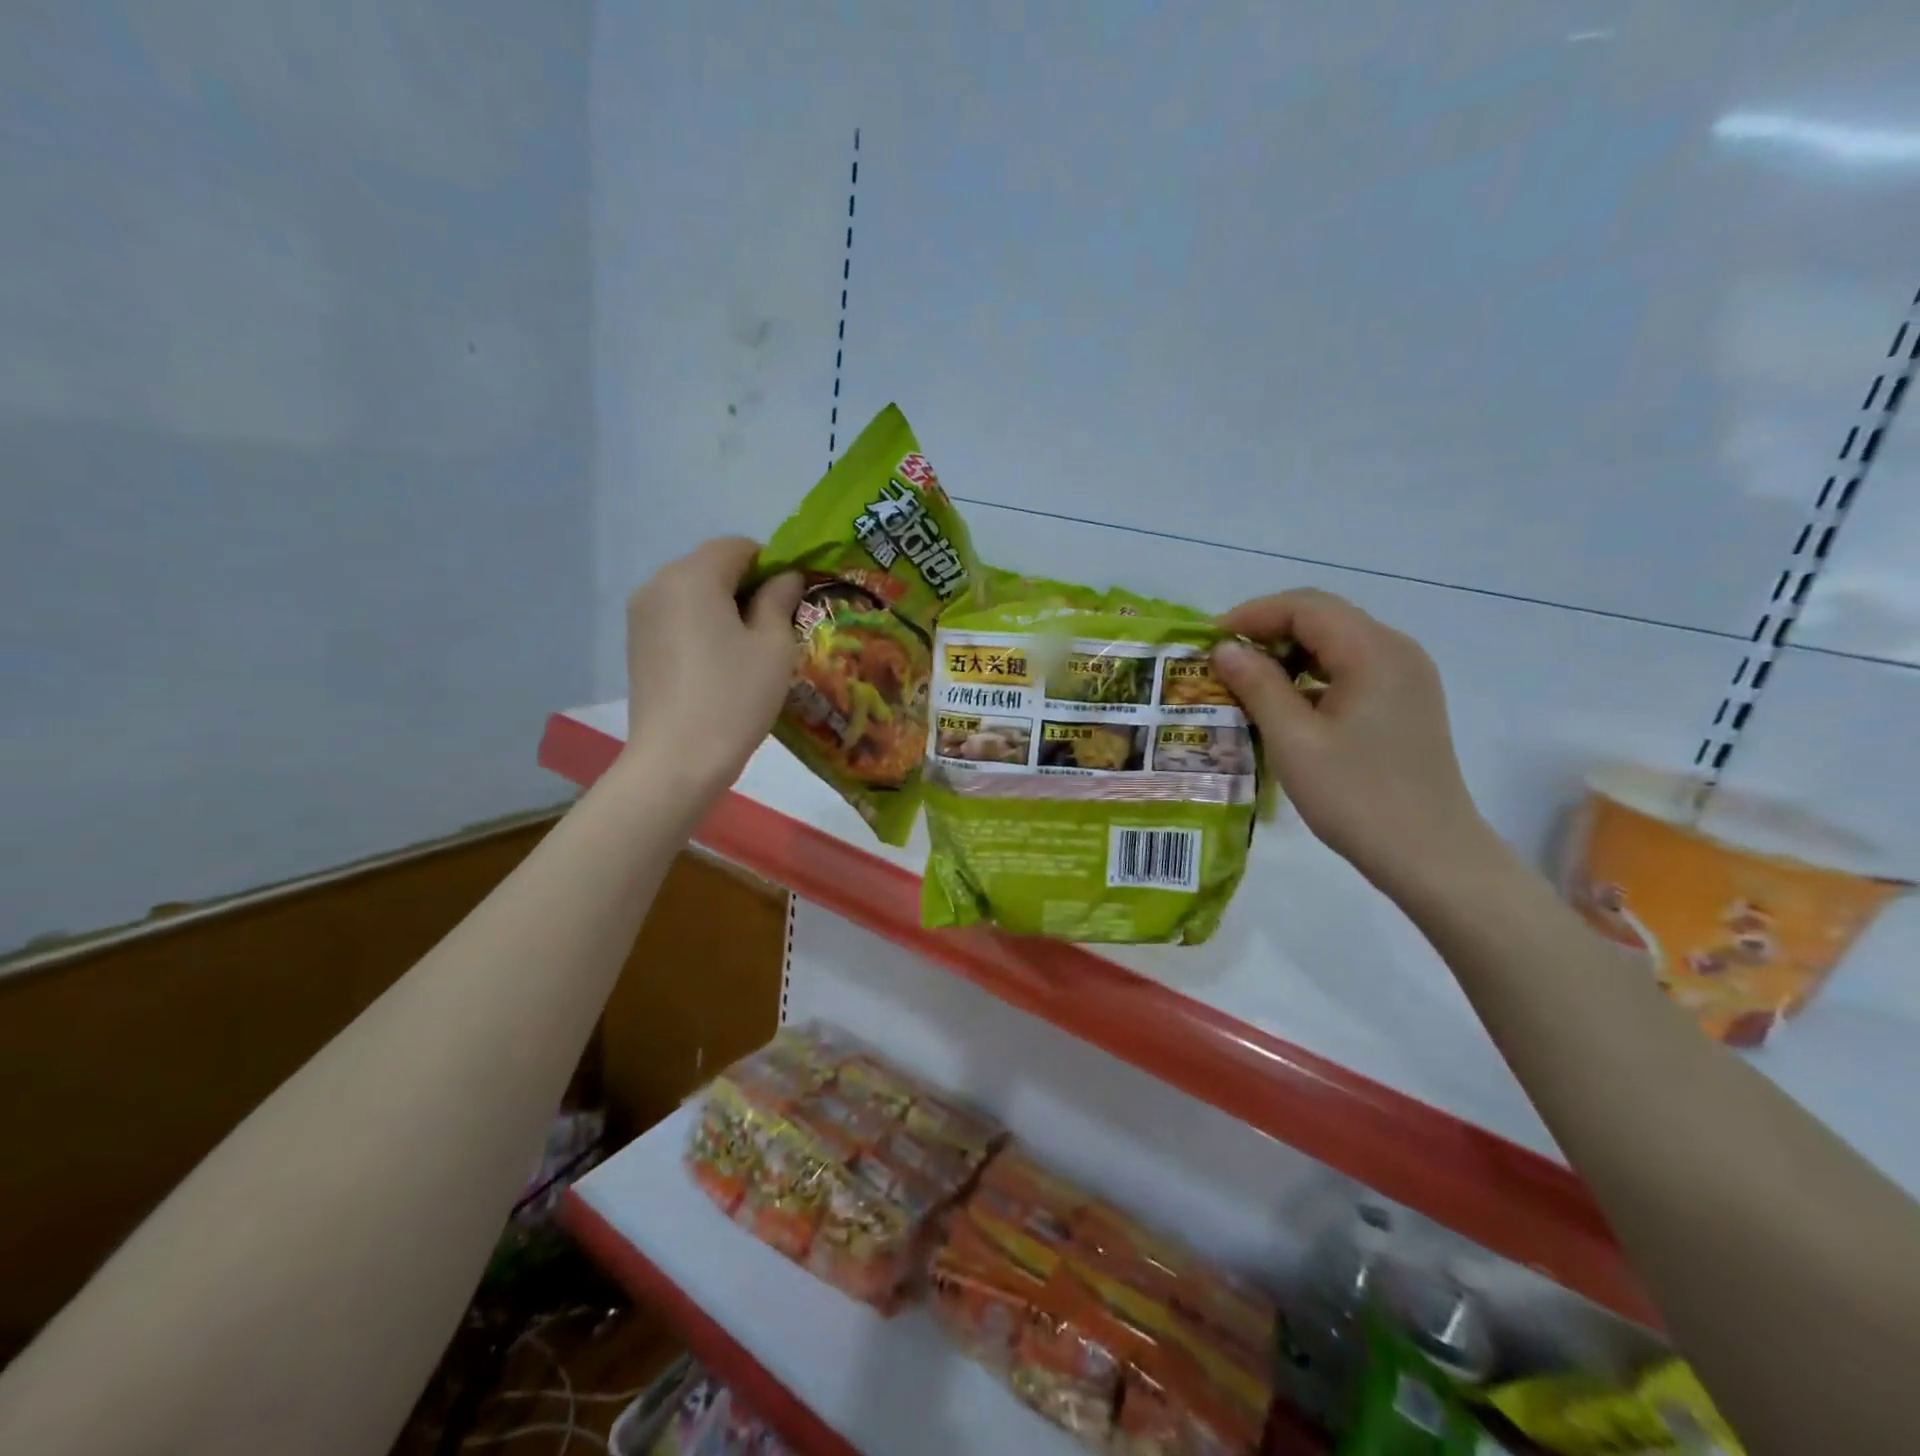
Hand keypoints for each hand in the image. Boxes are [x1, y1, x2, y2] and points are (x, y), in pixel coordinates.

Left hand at [619, 537, 802, 793]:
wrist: (677, 760)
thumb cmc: (734, 697)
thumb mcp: (774, 646)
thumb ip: (780, 600)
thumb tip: (785, 578)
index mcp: (693, 575)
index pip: (738, 546)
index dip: (772, 566)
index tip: (792, 602)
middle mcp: (659, 584)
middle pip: (713, 567)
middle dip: (748, 587)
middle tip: (776, 629)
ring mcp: (641, 615)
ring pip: (694, 594)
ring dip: (725, 609)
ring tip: (749, 652)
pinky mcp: (636, 645)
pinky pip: (678, 618)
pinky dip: (703, 628)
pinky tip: (720, 666)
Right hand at [1211, 588, 1492, 895]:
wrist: (1430, 855)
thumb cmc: (1356, 797)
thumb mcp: (1294, 740)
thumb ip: (1257, 686)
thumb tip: (1224, 649)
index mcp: (1374, 652)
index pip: (1305, 607)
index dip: (1252, 615)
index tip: (1210, 642)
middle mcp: (1396, 651)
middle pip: (1323, 618)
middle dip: (1268, 631)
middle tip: (1223, 662)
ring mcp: (1406, 678)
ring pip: (1337, 643)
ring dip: (1288, 654)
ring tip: (1246, 683)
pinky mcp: (1405, 703)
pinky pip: (1351, 670)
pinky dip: (1312, 676)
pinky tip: (1285, 706)